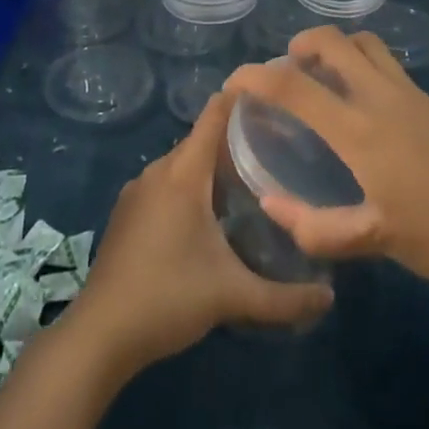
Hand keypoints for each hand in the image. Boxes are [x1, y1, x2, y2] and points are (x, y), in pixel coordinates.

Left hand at [67, 90, 333, 373]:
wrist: (100, 334)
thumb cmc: (168, 297)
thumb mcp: (232, 296)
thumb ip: (285, 298)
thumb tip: (329, 298)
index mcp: (183, 173)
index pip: (214, 116)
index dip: (241, 99)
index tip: (272, 93)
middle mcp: (158, 171)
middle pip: (200, 140)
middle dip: (234, 139)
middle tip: (274, 146)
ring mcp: (137, 191)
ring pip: (182, 164)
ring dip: (210, 167)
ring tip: (248, 179)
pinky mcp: (126, 213)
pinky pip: (165, 183)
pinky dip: (189, 186)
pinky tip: (209, 215)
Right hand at [223, 27, 428, 293]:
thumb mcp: (378, 241)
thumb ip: (319, 226)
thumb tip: (271, 206)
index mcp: (361, 129)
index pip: (296, 86)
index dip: (257, 76)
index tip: (233, 83)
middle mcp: (382, 97)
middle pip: (334, 42)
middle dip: (299, 44)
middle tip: (283, 73)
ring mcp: (411, 95)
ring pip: (364, 44)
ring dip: (334, 47)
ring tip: (319, 79)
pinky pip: (385, 63)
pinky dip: (359, 63)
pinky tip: (360, 105)